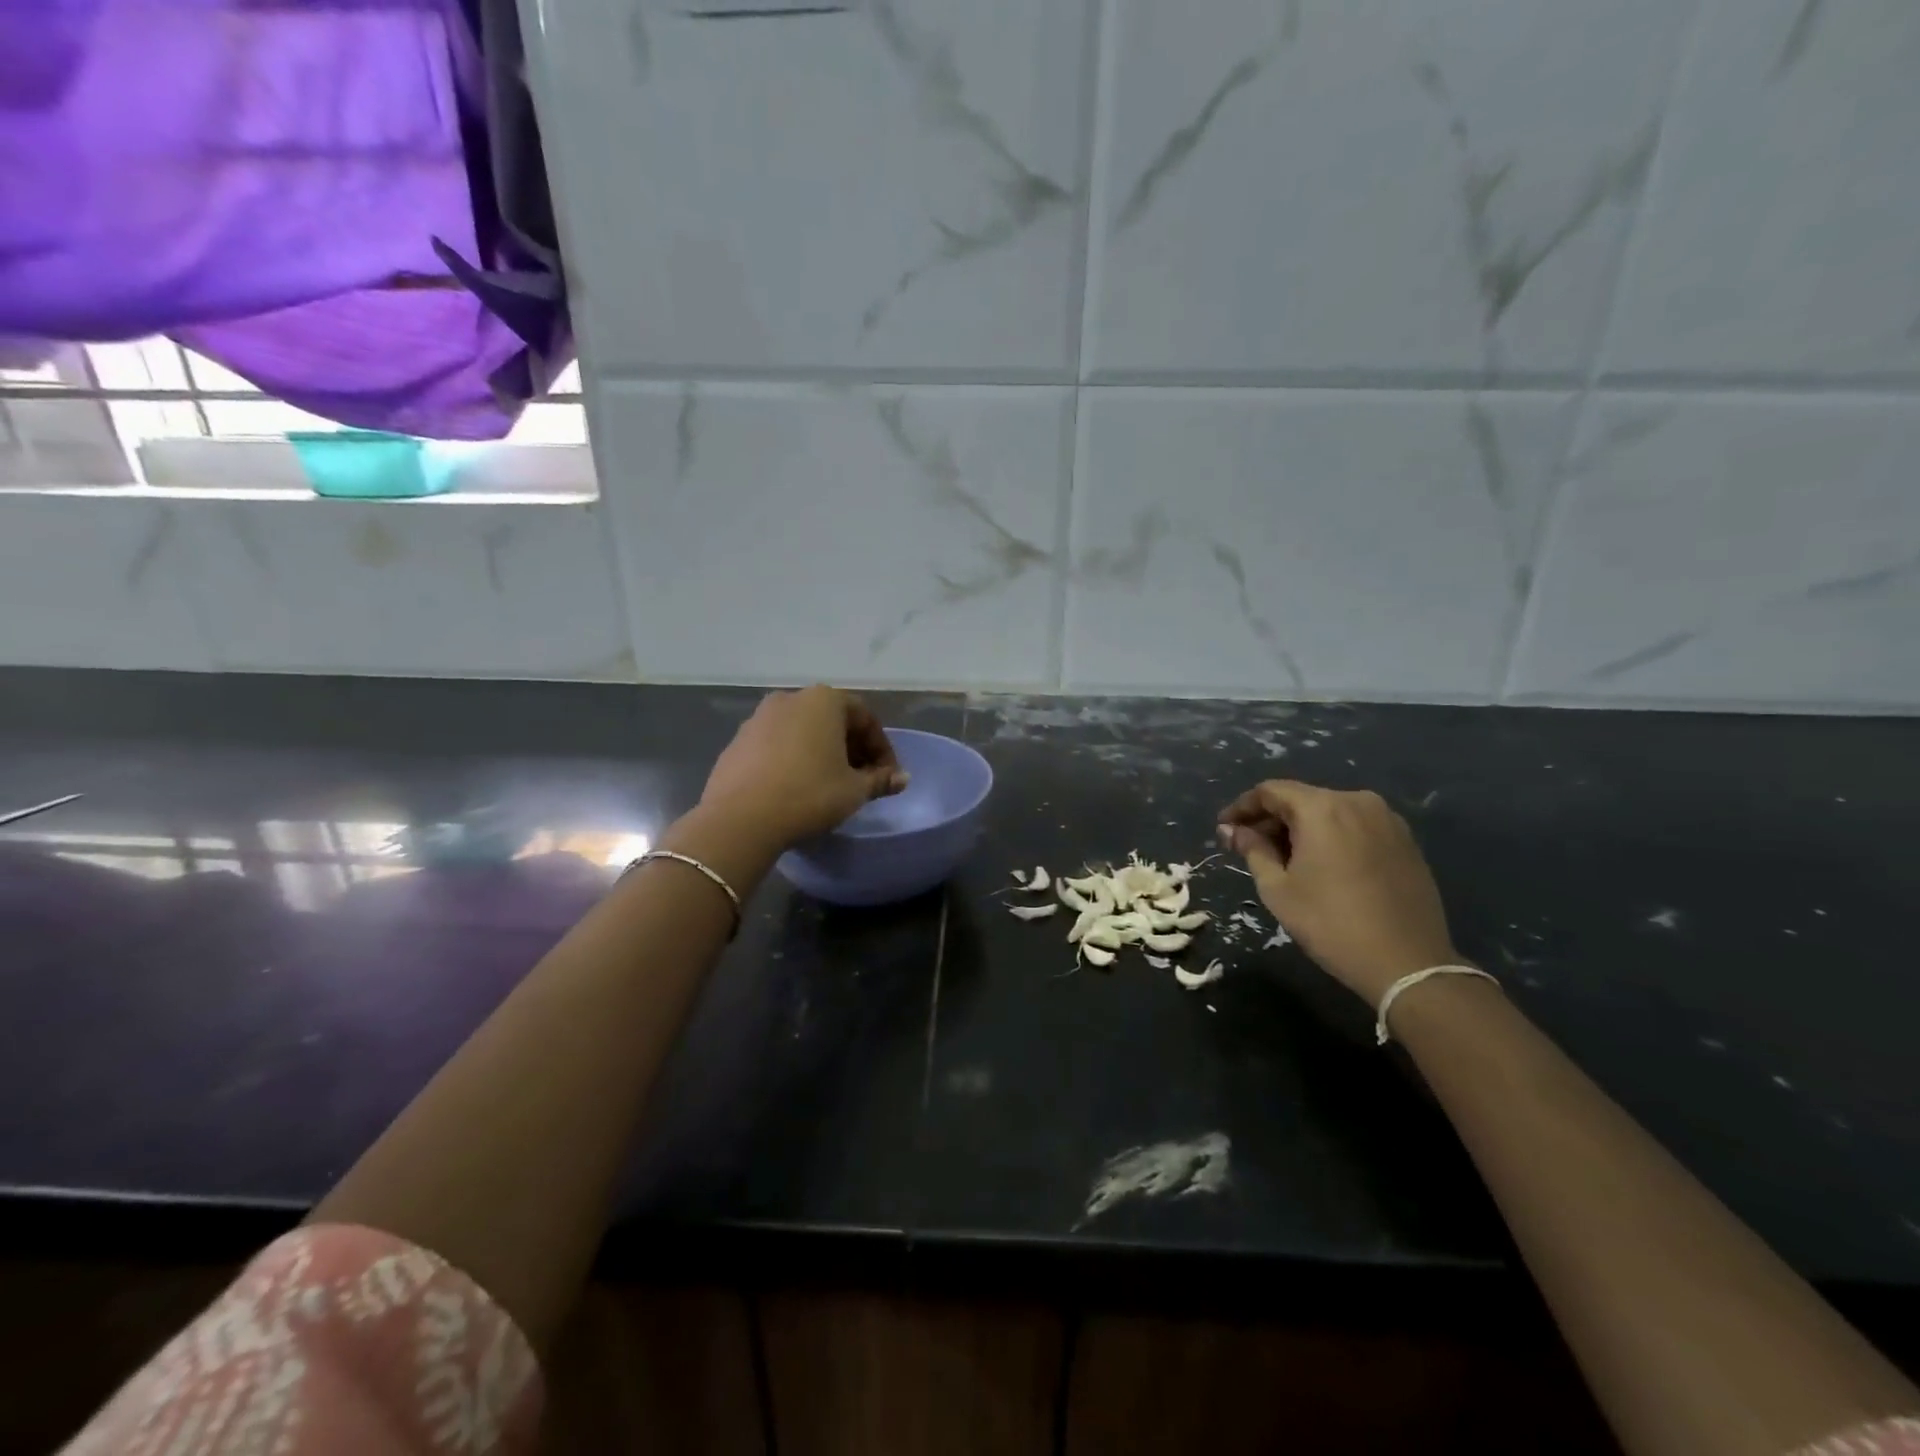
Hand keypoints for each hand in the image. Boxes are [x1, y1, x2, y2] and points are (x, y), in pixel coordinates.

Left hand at [700, 687, 907, 846]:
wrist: (740, 819)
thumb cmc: (809, 795)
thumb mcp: (854, 790)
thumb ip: (880, 780)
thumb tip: (902, 778)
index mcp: (824, 701)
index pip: (865, 718)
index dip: (882, 749)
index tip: (887, 776)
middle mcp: (791, 699)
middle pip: (832, 720)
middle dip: (852, 749)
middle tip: (862, 780)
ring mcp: (759, 718)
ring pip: (803, 731)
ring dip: (822, 753)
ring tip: (831, 785)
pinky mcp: (738, 741)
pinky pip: (778, 745)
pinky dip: (794, 759)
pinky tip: (797, 787)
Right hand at [1218, 780, 1459, 1005]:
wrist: (1408, 964)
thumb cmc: (1331, 924)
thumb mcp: (1278, 888)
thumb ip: (1252, 850)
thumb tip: (1232, 830)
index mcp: (1322, 808)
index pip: (1270, 791)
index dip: (1241, 808)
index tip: (1224, 829)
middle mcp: (1357, 801)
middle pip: (1301, 799)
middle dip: (1271, 820)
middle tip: (1248, 847)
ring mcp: (1386, 820)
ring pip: (1329, 812)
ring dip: (1301, 829)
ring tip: (1283, 859)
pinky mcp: (1405, 840)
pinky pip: (1355, 826)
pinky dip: (1330, 837)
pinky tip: (1320, 865)